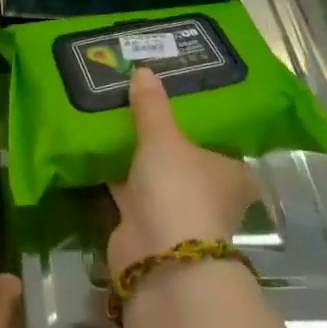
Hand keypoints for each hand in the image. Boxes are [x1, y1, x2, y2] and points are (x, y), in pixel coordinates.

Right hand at [109, 68, 257, 269]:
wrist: (158, 257)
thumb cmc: (179, 189)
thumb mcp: (163, 138)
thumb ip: (152, 106)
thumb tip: (143, 70)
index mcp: (231, 171)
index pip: (220, 138)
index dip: (199, 116)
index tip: (175, 92)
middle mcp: (209, 191)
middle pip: (184, 154)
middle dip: (162, 133)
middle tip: (138, 96)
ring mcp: (177, 210)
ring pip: (155, 171)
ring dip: (137, 152)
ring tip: (113, 112)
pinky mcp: (145, 223)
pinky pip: (129, 187)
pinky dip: (116, 171)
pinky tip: (95, 144)